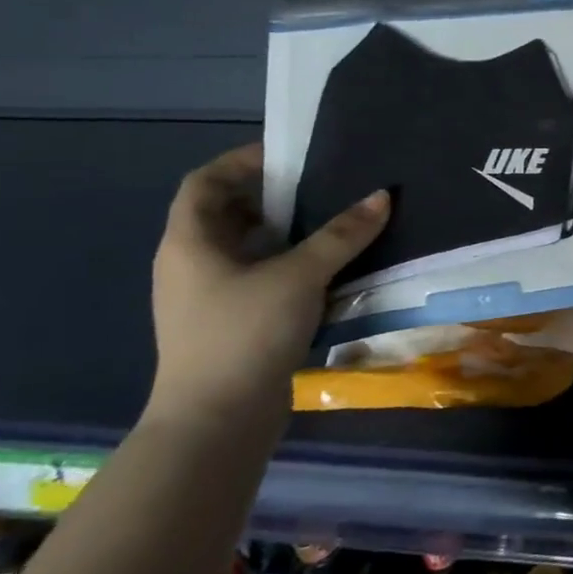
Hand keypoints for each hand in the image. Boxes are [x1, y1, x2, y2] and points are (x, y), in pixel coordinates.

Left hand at [148, 143, 388, 425]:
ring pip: (245, 248)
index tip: (290, 154)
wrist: (217, 420)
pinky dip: (287, 264)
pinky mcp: (229, 323)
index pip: (204, 183)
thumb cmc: (245, 333)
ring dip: (284, 232)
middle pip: (226, 213)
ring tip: (332, 222)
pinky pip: (257, 277)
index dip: (242, 162)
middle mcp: (191, 264)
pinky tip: (326, 270)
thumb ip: (342, 235)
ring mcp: (207, 297)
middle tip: (322, 185)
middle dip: (272, 196)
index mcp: (190, 243)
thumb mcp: (300, 275)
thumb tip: (382, 196)